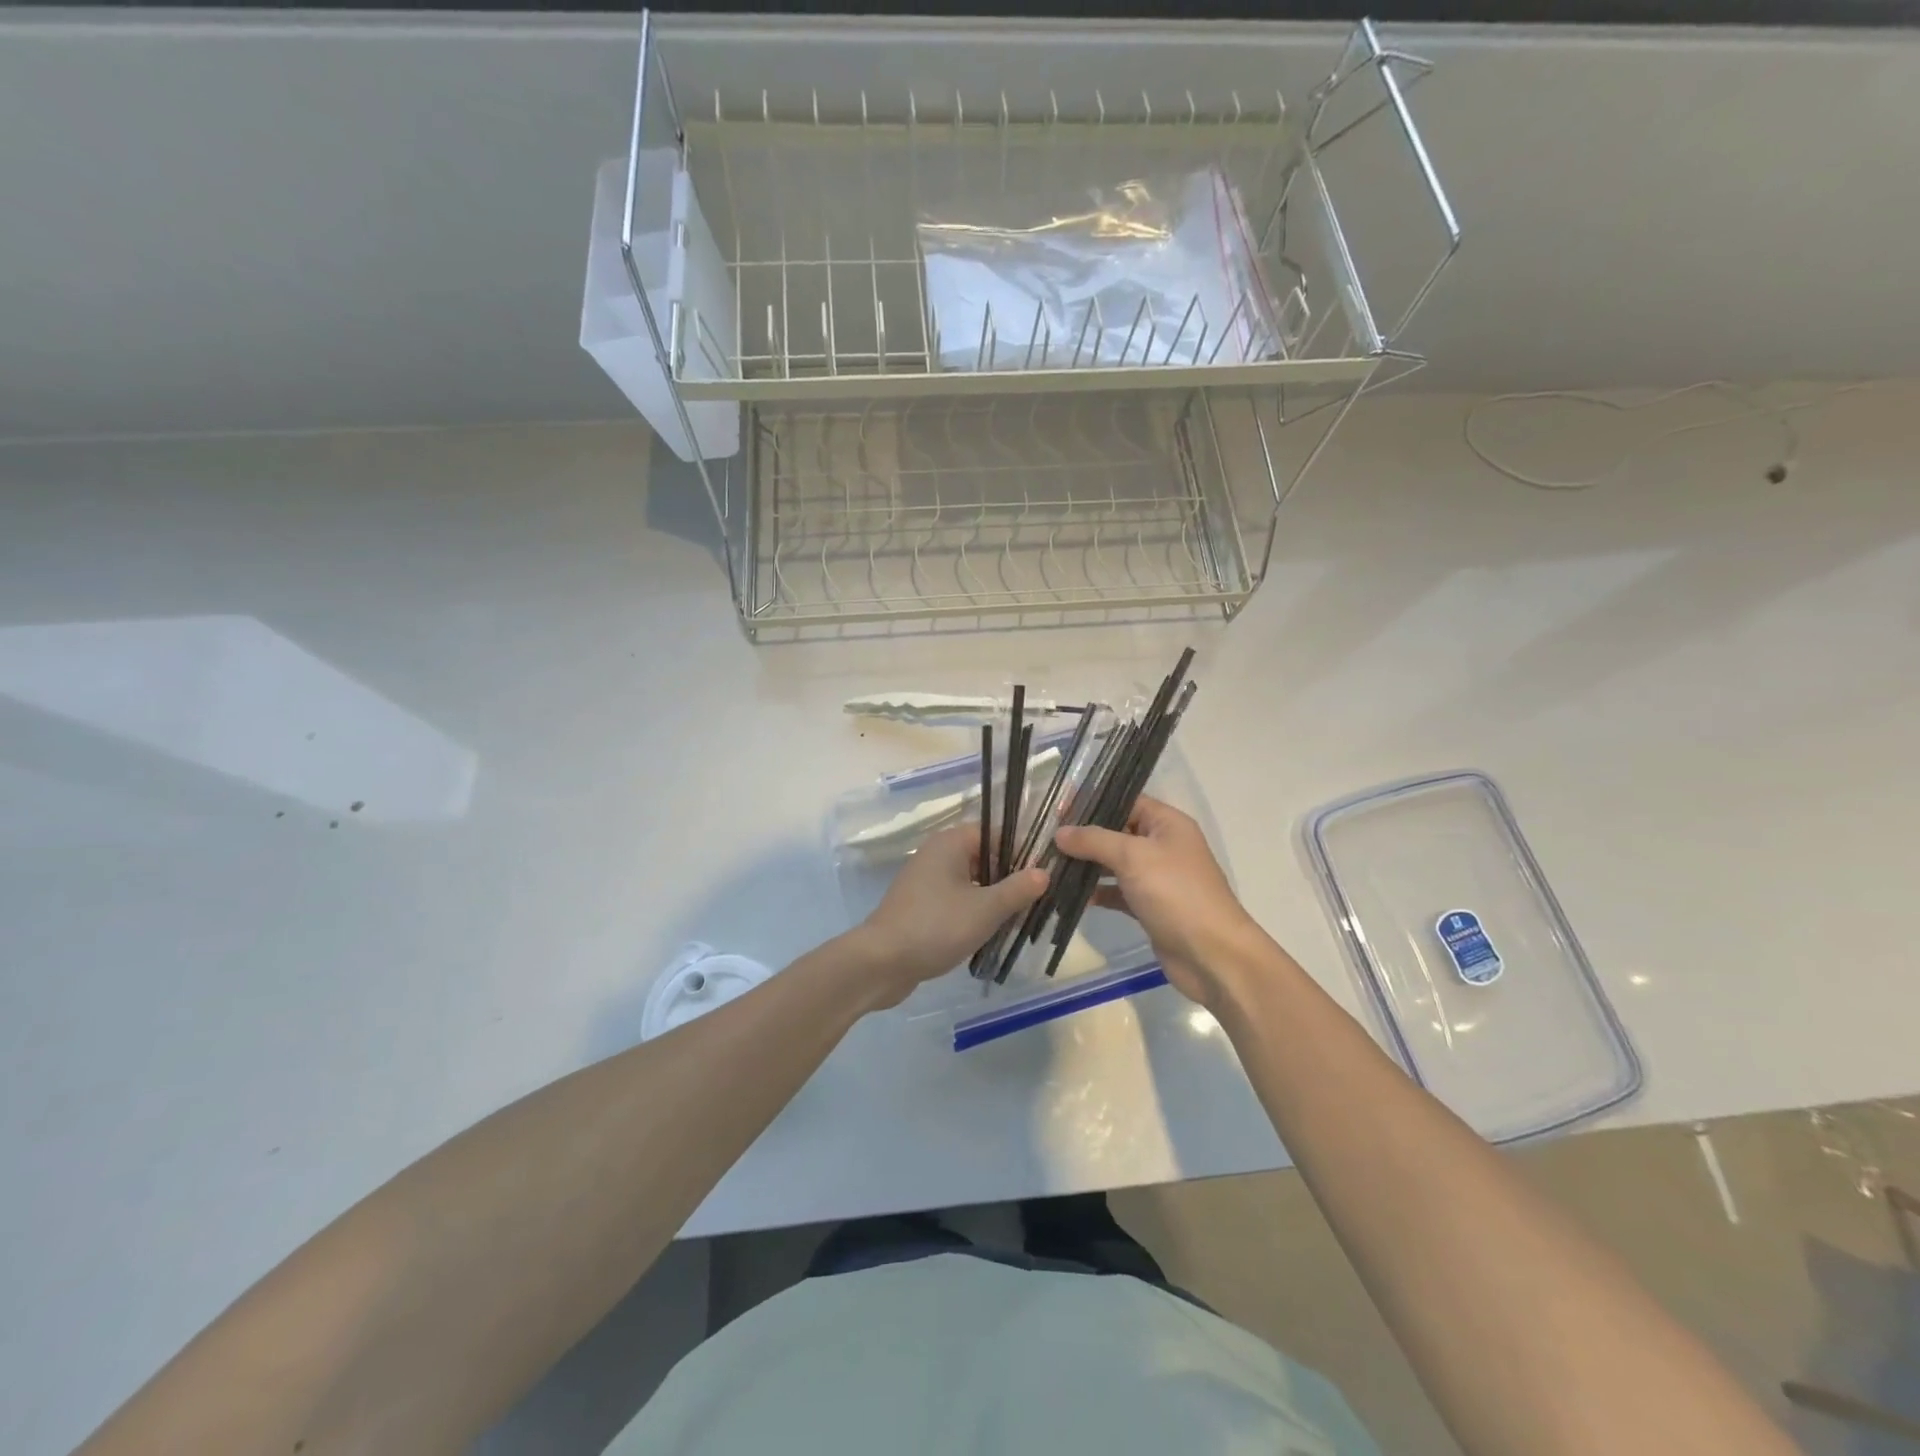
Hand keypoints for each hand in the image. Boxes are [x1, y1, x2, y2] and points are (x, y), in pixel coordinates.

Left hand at [853, 825, 1048, 1007]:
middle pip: (984, 857)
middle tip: (1037, 900)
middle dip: (1009, 878)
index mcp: (950, 843)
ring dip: (993, 898)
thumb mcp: (986, 909)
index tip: (1044, 874)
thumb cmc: (936, 926)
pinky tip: (989, 933)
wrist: (881, 962)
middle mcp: (936, 854)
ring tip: (1019, 919)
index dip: (1022, 851)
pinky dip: (973, 911)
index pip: (995, 833)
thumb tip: (1044, 872)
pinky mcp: (920, 906)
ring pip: (971, 881)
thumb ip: (1017, 889)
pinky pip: (955, 900)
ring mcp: (925, 881)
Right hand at [1054, 796, 1267, 1010]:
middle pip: (1117, 831)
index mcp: (1167, 823)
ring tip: (1050, 866)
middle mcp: (1163, 845)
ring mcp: (1157, 878)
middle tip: (1045, 838)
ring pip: (1114, 863)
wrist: (1212, 955)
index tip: (1057, 808)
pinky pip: (1117, 891)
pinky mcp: (1150, 906)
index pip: (1126, 800)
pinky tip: (1069, 896)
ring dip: (1086, 865)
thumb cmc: (1176, 893)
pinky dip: (1097, 892)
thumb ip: (1094, 840)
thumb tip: (1060, 833)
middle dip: (1084, 836)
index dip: (1092, 802)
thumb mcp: (1132, 857)